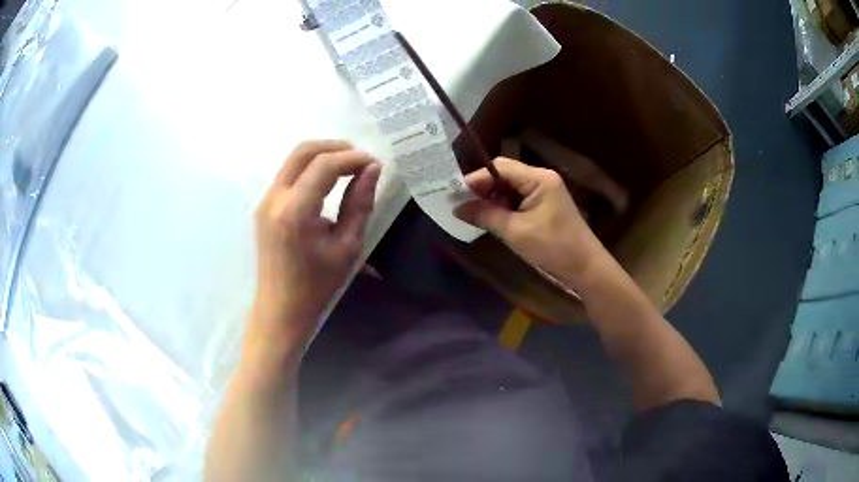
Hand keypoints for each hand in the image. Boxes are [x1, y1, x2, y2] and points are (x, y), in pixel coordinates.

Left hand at [250, 140, 380, 351]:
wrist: (281, 307)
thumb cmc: (317, 284)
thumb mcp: (347, 246)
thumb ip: (359, 203)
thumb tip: (372, 169)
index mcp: (294, 212)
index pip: (324, 166)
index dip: (352, 158)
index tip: (374, 164)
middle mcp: (274, 199)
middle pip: (303, 151)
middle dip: (335, 147)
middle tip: (360, 158)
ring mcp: (265, 201)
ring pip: (293, 159)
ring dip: (322, 155)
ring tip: (348, 166)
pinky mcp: (264, 205)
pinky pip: (288, 174)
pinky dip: (310, 168)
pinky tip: (328, 180)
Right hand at [455, 157, 604, 284]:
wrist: (585, 268)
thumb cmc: (553, 247)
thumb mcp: (515, 232)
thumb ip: (485, 216)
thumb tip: (457, 208)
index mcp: (538, 178)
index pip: (500, 167)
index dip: (477, 178)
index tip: (455, 193)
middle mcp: (541, 179)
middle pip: (505, 174)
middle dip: (483, 188)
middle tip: (461, 203)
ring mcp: (544, 192)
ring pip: (510, 188)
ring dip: (492, 198)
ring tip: (472, 212)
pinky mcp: (545, 205)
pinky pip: (518, 199)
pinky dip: (503, 207)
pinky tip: (491, 218)